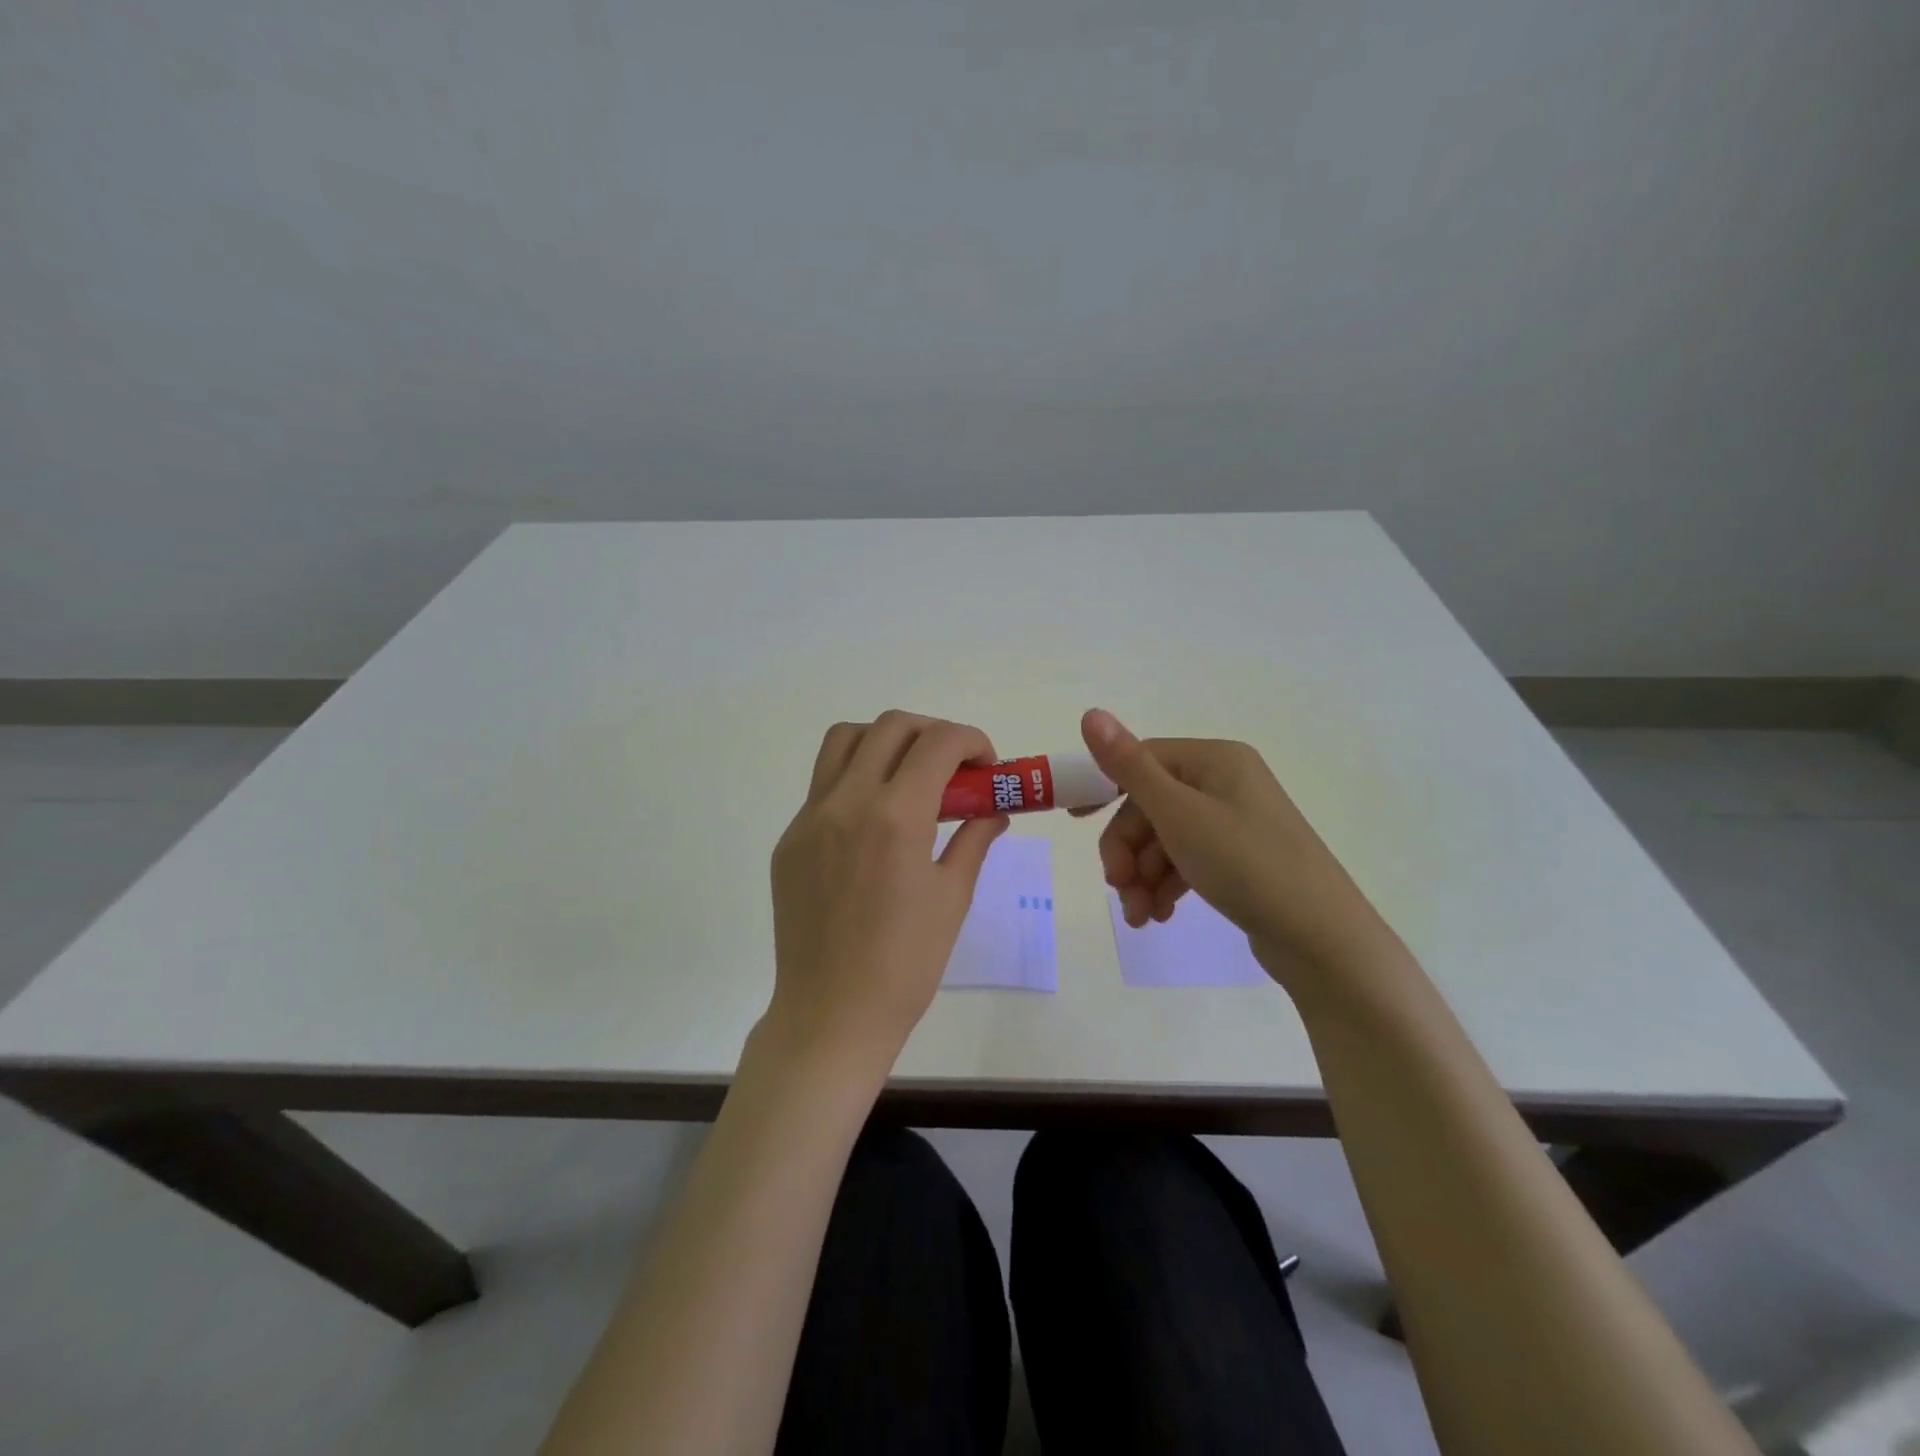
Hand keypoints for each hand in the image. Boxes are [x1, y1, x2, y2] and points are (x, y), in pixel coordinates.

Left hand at [766, 712, 1008, 1069]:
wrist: (832, 1014)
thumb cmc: (906, 964)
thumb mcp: (952, 897)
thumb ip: (974, 839)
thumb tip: (993, 811)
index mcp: (895, 817)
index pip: (938, 744)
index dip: (971, 741)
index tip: (986, 765)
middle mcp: (847, 802)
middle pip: (890, 727)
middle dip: (932, 732)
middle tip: (953, 766)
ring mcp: (809, 818)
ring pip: (845, 741)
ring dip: (884, 741)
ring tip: (908, 775)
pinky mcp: (789, 840)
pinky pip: (823, 785)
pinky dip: (856, 779)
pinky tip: (874, 821)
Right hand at [1080, 708, 1400, 994]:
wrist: (1324, 941)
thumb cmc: (1247, 865)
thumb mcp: (1179, 815)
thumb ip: (1129, 767)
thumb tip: (1090, 713)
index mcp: (1215, 760)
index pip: (1142, 761)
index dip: (1105, 788)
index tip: (1074, 820)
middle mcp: (1226, 783)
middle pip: (1151, 806)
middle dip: (1127, 850)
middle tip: (1118, 888)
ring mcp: (1235, 823)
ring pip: (1165, 839)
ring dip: (1141, 876)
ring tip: (1139, 916)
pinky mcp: (1240, 860)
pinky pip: (1187, 862)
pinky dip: (1165, 886)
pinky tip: (1158, 916)